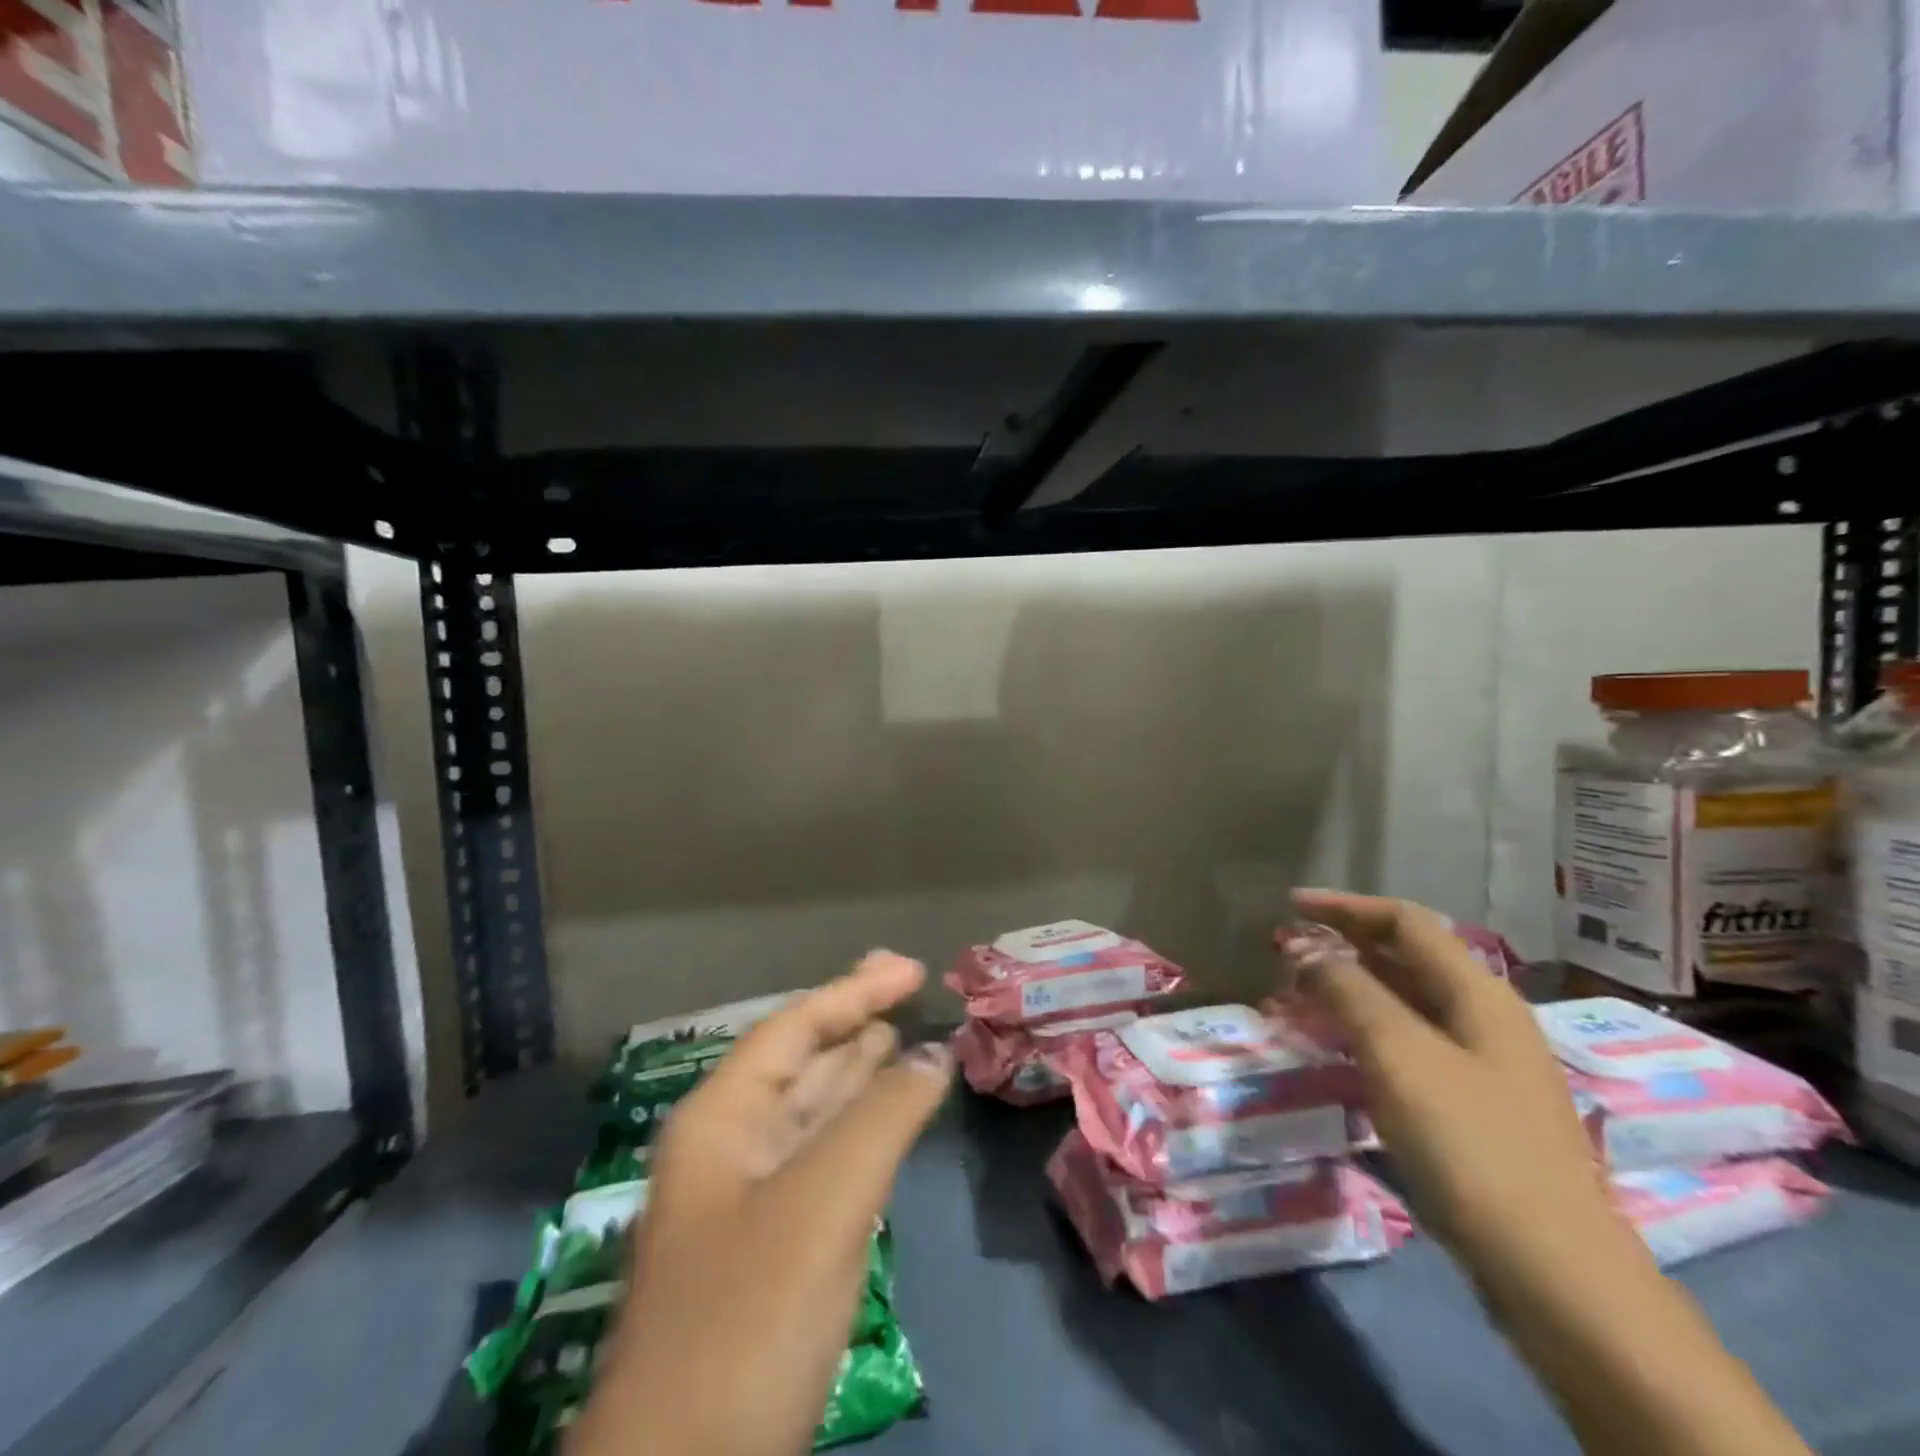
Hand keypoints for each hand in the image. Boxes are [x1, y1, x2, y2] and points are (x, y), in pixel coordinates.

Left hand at [570, 952, 952, 1455]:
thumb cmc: (748, 1319)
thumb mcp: (824, 1202)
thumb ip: (883, 1116)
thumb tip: (934, 1054)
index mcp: (721, 1118)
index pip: (793, 1028)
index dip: (853, 991)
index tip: (909, 969)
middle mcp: (728, 1145)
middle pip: (800, 1060)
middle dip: (853, 1020)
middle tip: (905, 983)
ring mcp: (747, 1199)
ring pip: (811, 1109)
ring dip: (857, 1070)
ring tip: (901, 1032)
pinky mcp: (771, 1247)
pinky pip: (822, 1157)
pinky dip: (860, 1127)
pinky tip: (886, 1115)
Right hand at [1274, 891, 1636, 1299]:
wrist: (1554, 1271)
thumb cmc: (1472, 1144)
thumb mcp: (1400, 1055)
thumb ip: (1349, 990)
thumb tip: (1305, 948)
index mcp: (1477, 992)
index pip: (1405, 922)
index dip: (1345, 907)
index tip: (1289, 905)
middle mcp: (1484, 1017)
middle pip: (1405, 959)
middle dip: (1341, 947)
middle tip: (1283, 954)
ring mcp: (1482, 1064)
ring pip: (1404, 1004)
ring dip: (1348, 991)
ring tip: (1296, 997)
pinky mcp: (1472, 1105)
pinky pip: (1408, 1045)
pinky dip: (1365, 1032)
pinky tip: (1335, 1049)